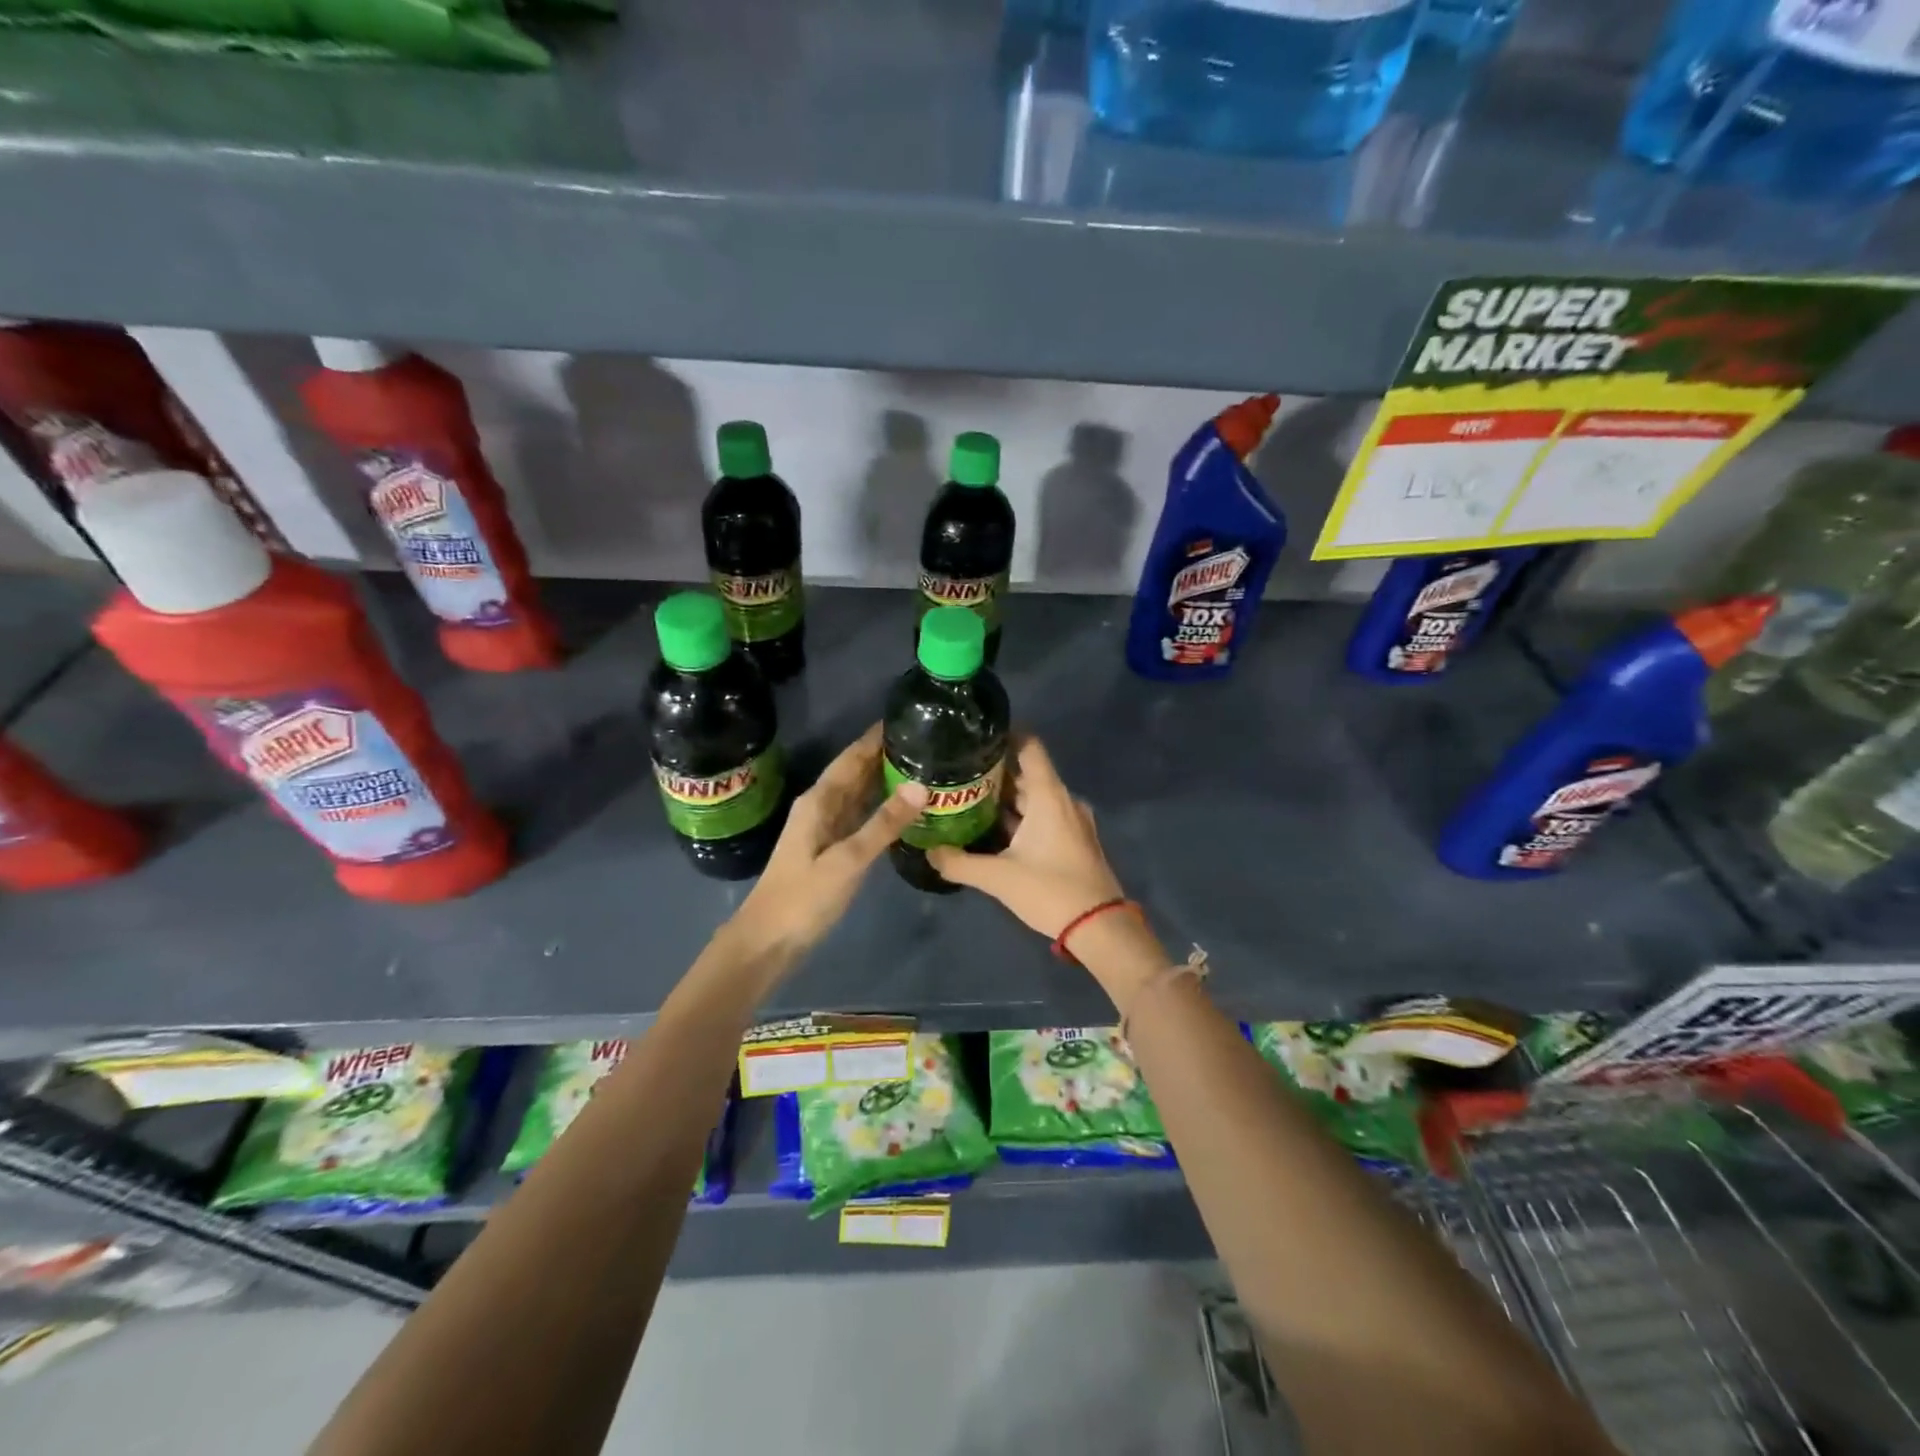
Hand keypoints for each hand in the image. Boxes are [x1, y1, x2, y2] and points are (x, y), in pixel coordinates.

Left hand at [731, 724, 924, 957]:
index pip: (852, 757)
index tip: (908, 717)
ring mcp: (825, 828)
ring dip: (884, 778)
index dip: (876, 737)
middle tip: (927, 740)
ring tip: (922, 765)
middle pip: (856, 771)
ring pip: (859, 793)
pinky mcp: (831, 849)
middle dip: (885, 754)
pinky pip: (860, 816)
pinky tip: (903, 807)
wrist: (768, 940)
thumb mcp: (847, 860)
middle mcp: (821, 806)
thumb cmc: (804, 898)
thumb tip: (920, 786)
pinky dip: (881, 807)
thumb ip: (884, 824)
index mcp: (819, 801)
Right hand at [926, 735, 1125, 938]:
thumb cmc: (1050, 891)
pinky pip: (1043, 817)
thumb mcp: (999, 878)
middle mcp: (1063, 800)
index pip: (1029, 747)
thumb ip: (960, 863)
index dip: (1005, 736)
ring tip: (967, 800)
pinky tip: (992, 831)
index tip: (975, 738)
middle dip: (994, 774)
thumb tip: (930, 852)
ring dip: (1005, 799)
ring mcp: (1071, 821)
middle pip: (1027, 774)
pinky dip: (1020, 818)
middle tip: (957, 775)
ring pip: (1034, 798)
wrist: (1100, 928)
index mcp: (1050, 796)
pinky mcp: (1073, 840)